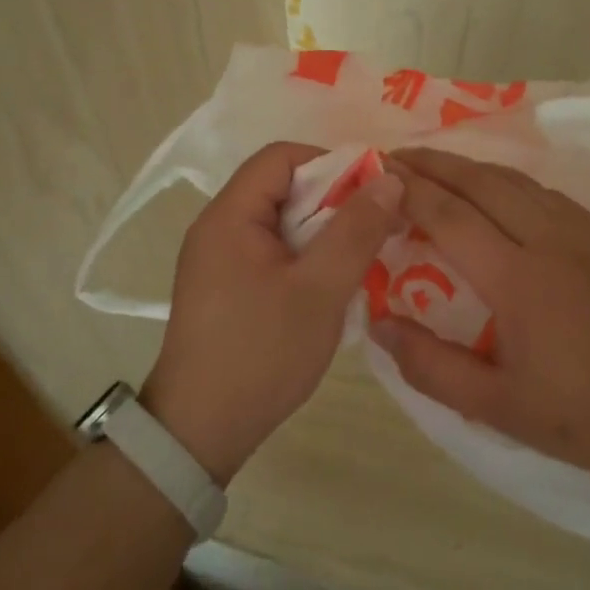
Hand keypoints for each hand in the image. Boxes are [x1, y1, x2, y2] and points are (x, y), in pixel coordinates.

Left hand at [142, 141, 403, 482]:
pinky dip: (303, 256)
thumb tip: (388, 179)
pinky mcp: (224, 286)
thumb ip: (355, 231)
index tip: (372, 192)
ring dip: (321, 232)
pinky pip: (270, 251)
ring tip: (359, 256)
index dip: (330, 163)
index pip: (281, 158)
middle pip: (280, 187)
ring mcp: (217, 258)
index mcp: (230, 215)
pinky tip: (330, 284)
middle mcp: (217, 227)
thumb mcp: (319, 290)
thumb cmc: (261, 353)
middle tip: (374, 227)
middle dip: (331, 200)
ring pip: (279, 222)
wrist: (200, 431)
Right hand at [370, 148, 589, 489]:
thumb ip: (431, 366)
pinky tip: (494, 190)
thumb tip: (378, 324)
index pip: (449, 216)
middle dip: (433, 163)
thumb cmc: (586, 415)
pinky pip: (541, 190)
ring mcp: (580, 231)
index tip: (377, 174)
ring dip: (468, 166)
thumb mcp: (498, 407)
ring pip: (513, 179)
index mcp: (517, 279)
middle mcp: (547, 239)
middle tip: (394, 157)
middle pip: (479, 181)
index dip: (409, 190)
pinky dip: (504, 179)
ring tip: (434, 166)